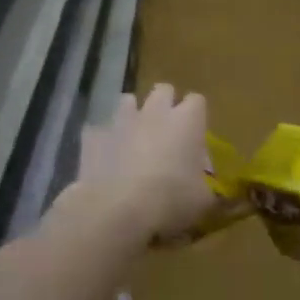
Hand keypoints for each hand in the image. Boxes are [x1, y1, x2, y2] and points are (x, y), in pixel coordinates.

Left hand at [74, 85, 215, 244]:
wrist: (116, 209)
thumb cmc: (170, 200)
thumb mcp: (202, 200)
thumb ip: (206, 186)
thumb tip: (205, 185)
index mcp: (187, 122)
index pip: (197, 101)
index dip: (196, 116)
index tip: (196, 135)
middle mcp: (154, 112)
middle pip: (163, 90)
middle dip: (165, 104)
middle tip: (166, 130)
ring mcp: (121, 121)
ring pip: (127, 101)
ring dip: (132, 115)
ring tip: (133, 138)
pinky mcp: (93, 136)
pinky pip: (98, 129)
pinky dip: (103, 140)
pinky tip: (105, 157)